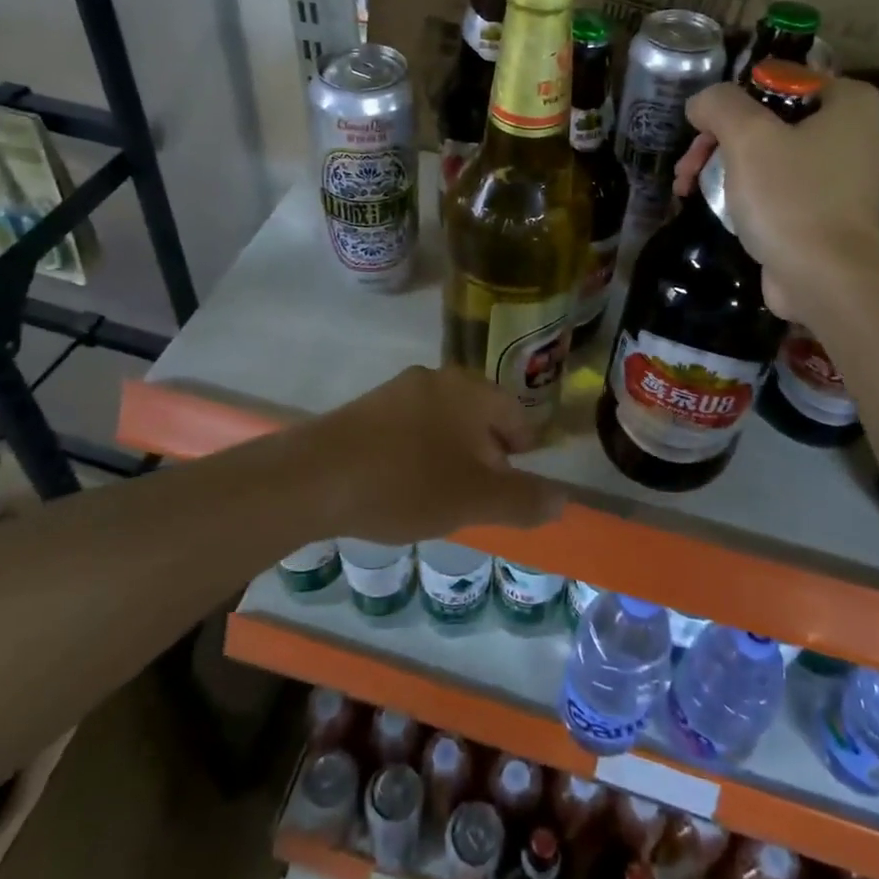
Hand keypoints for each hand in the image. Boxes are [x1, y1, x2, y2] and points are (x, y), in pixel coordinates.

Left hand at [303, 366, 566, 543]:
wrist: (315, 477)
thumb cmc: (407, 483)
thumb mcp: (475, 500)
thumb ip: (524, 499)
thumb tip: (563, 499)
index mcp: (470, 390)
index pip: (516, 416)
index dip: (522, 453)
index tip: (513, 488)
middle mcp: (437, 379)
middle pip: (479, 417)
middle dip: (486, 457)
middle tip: (479, 498)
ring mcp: (397, 390)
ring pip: (443, 423)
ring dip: (451, 457)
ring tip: (441, 498)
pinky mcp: (366, 408)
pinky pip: (409, 429)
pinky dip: (418, 455)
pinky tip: (403, 487)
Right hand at [676, 77, 878, 317]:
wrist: (826, 279)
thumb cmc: (792, 198)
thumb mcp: (748, 137)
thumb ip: (719, 104)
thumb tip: (700, 104)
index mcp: (845, 101)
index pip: (774, 80)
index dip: (731, 104)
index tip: (701, 132)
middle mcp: (848, 130)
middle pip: (764, 119)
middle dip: (716, 141)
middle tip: (687, 168)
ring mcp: (836, 172)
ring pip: (763, 153)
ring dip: (720, 167)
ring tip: (687, 190)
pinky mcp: (820, 208)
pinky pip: (772, 185)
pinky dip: (742, 191)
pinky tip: (713, 206)